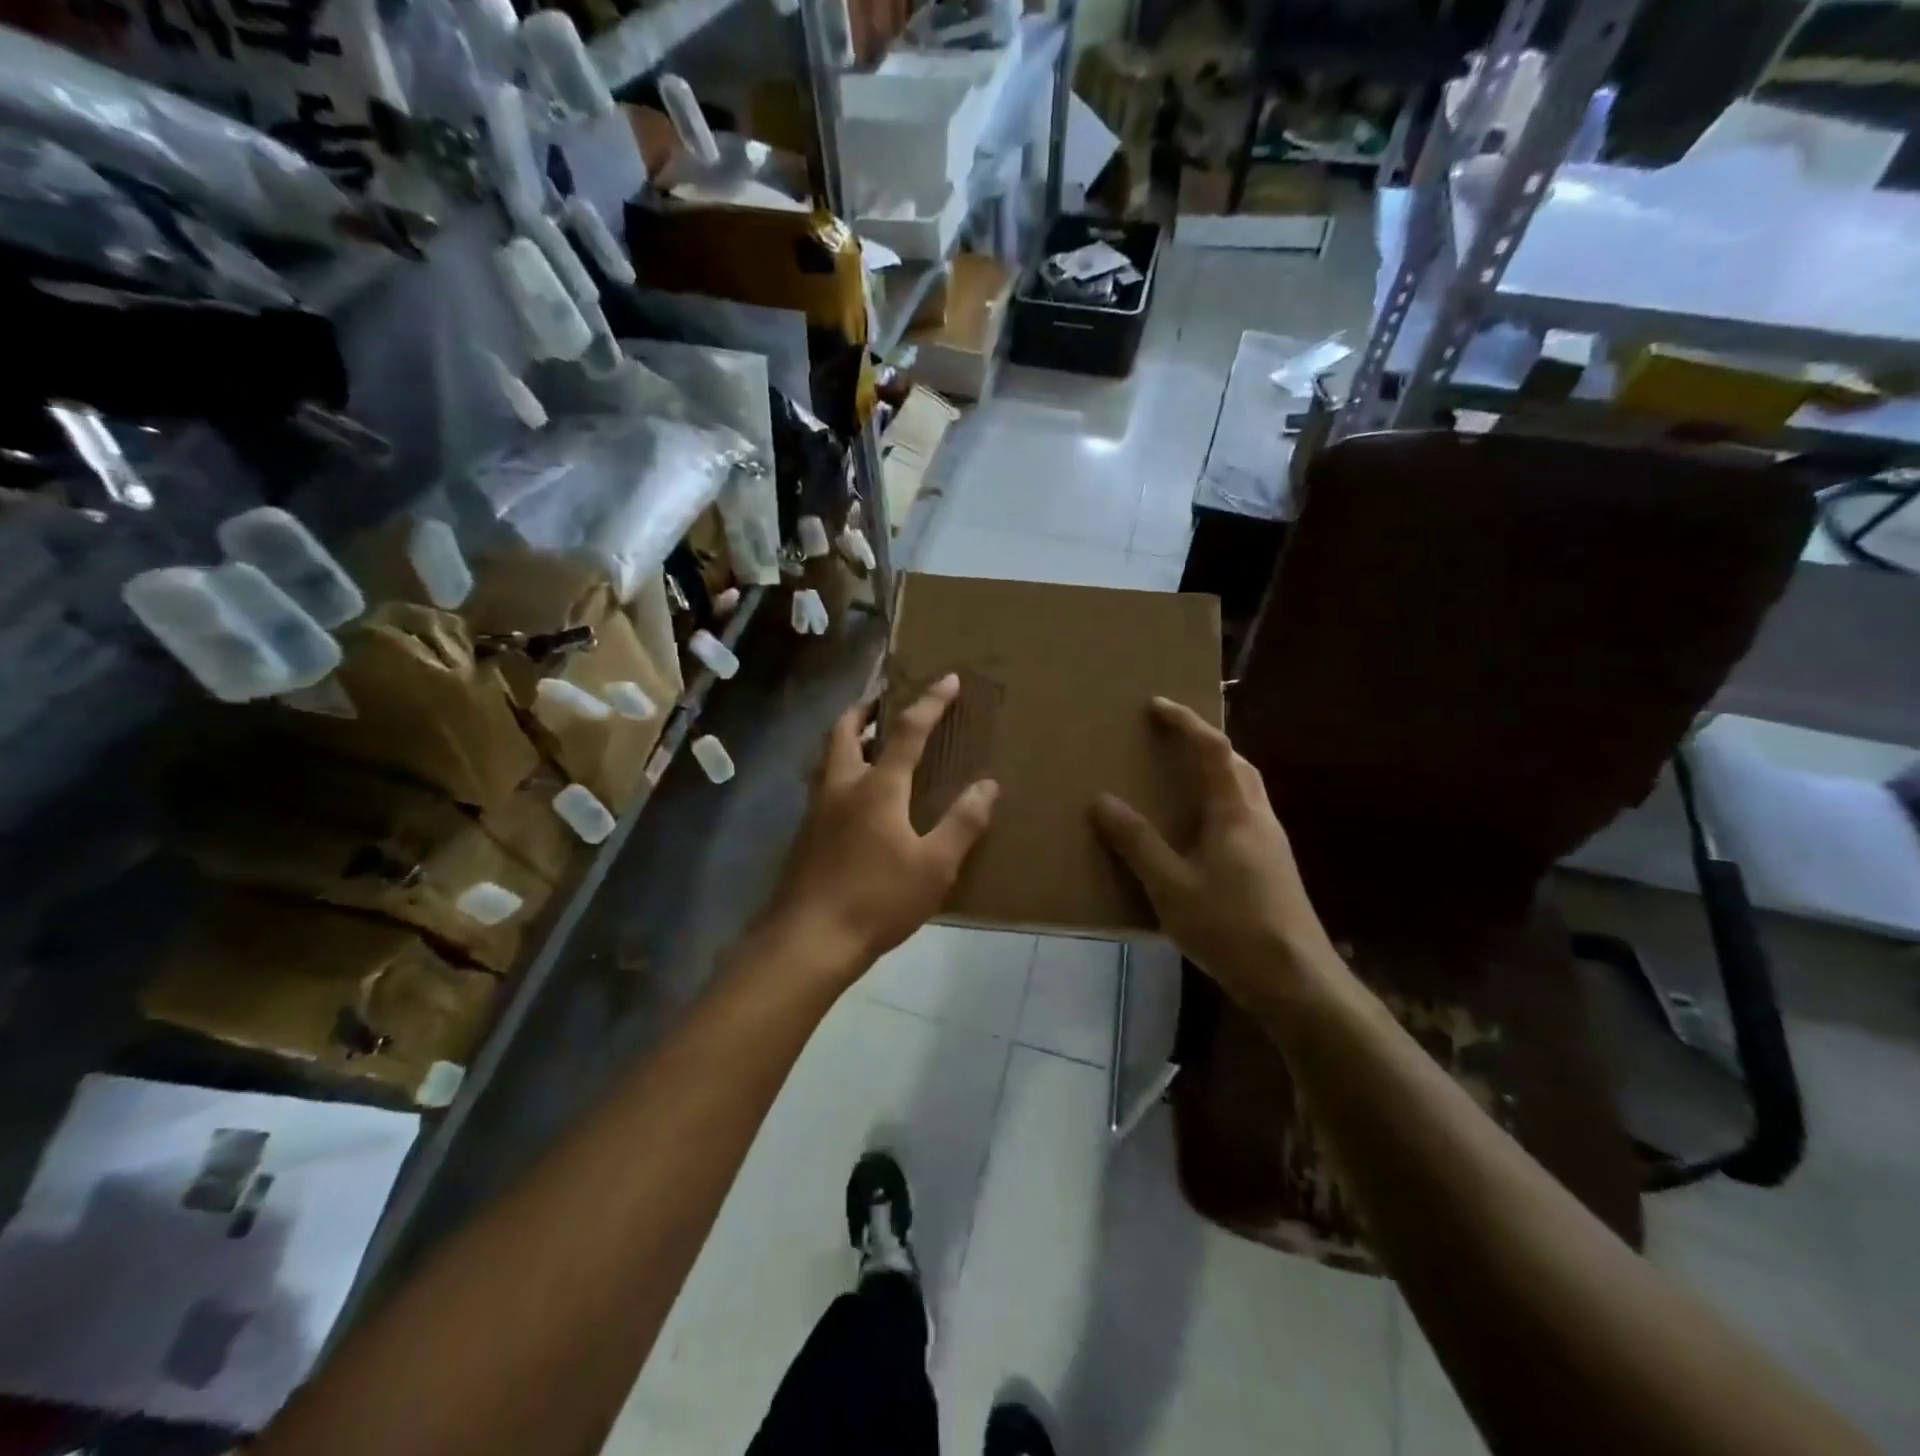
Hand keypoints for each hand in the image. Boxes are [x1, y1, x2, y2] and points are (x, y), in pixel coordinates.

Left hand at [759, 674, 998, 978]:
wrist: (808, 940)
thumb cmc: (877, 900)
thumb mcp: (934, 866)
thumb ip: (962, 823)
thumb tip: (988, 785)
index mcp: (877, 787)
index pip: (907, 731)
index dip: (929, 702)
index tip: (947, 679)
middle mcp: (841, 785)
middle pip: (845, 729)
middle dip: (867, 707)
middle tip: (886, 701)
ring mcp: (816, 808)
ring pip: (828, 754)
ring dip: (849, 736)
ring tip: (871, 739)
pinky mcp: (804, 832)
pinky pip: (823, 782)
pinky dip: (840, 767)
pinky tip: (855, 795)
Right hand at [1091, 697, 1334, 1004]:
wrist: (1296, 980)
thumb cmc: (1230, 927)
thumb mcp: (1170, 886)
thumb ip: (1136, 842)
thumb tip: (1102, 801)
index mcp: (1235, 812)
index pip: (1212, 749)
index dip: (1185, 722)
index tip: (1156, 704)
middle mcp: (1259, 817)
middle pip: (1236, 763)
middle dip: (1204, 742)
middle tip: (1170, 738)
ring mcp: (1272, 843)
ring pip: (1245, 789)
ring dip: (1216, 771)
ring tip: (1182, 777)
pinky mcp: (1275, 867)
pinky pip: (1245, 814)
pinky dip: (1221, 801)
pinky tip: (1201, 831)